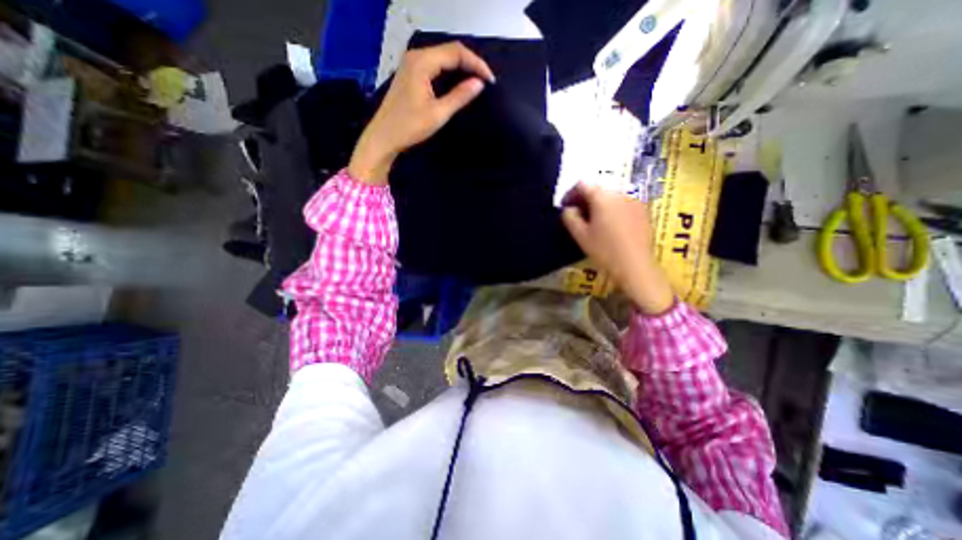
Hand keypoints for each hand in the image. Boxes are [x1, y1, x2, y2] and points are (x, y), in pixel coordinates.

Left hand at [349, 43, 496, 184]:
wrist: (384, 137)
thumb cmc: (410, 127)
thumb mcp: (438, 113)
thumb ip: (459, 96)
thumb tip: (479, 83)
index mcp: (422, 62)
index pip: (456, 52)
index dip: (476, 63)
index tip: (490, 80)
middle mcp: (416, 56)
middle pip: (449, 51)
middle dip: (470, 63)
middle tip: (485, 81)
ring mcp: (411, 64)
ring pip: (442, 57)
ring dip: (461, 67)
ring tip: (476, 81)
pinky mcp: (410, 74)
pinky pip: (435, 65)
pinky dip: (450, 72)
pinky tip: (458, 82)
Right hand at [560, 182, 671, 314]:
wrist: (635, 265)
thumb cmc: (604, 250)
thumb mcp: (580, 235)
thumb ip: (570, 217)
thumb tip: (569, 209)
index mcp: (602, 197)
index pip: (582, 185)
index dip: (570, 194)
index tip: (565, 207)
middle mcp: (620, 193)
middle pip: (597, 189)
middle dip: (584, 199)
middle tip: (577, 215)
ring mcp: (634, 200)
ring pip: (610, 196)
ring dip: (598, 204)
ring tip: (593, 221)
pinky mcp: (643, 210)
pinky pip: (622, 203)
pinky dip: (612, 209)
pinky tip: (610, 225)